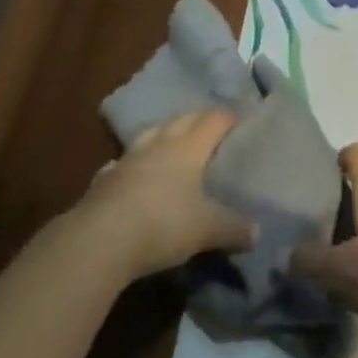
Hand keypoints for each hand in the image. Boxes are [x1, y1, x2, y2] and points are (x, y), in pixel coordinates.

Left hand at [84, 111, 255, 279]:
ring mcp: (129, 158)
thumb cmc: (163, 223)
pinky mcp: (104, 179)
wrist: (100, 239)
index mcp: (189, 147)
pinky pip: (123, 163)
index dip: (228, 117)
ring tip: (172, 143)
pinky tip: (132, 174)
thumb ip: (234, 229)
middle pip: (183, 120)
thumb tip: (257, 232)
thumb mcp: (207, 230)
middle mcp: (160, 143)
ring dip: (164, 135)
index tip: (240, 119)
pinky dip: (132, 165)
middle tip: (210, 129)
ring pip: (151, 134)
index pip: (214, 120)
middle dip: (198, 120)